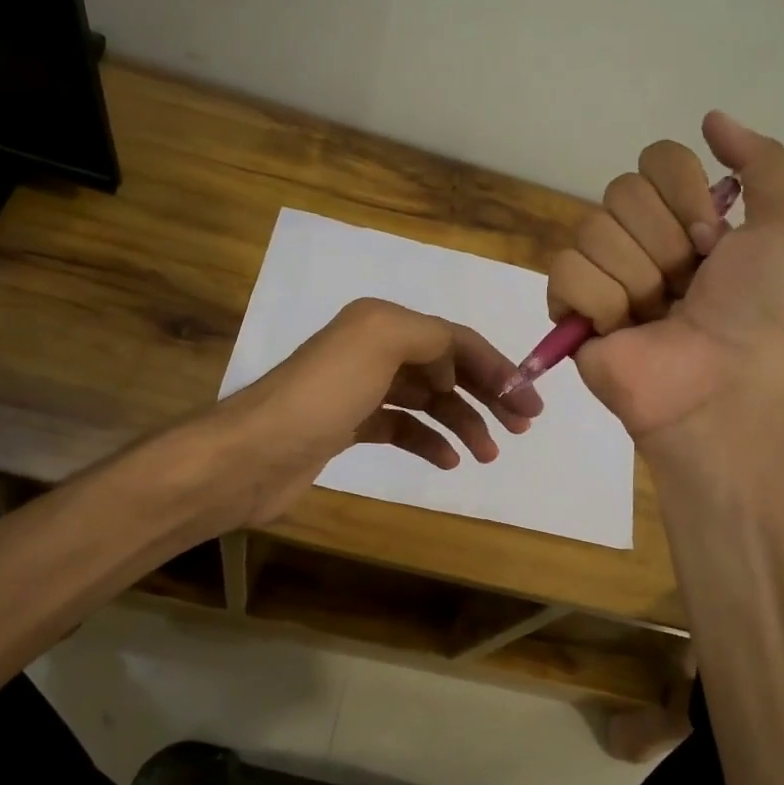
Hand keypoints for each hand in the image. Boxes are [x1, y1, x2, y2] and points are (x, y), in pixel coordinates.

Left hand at [215, 297, 542, 526]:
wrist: (254, 454)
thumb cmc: (323, 396)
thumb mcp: (381, 341)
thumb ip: (431, 337)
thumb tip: (455, 362)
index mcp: (383, 323)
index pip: (455, 339)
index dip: (497, 367)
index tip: (529, 403)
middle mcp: (373, 349)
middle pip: (447, 368)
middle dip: (488, 394)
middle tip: (522, 427)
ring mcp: (360, 390)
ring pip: (429, 401)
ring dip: (464, 422)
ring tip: (489, 453)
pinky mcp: (350, 426)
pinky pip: (404, 428)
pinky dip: (430, 441)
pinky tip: (449, 461)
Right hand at [547, 111, 783, 458]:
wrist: (726, 388)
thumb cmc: (763, 312)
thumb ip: (762, 161)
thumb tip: (711, 117)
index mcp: (687, 220)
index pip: (657, 160)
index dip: (685, 194)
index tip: (712, 240)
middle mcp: (643, 241)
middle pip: (622, 191)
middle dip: (664, 242)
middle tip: (688, 286)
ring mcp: (604, 276)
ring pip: (593, 230)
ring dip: (639, 277)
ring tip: (659, 316)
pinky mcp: (572, 311)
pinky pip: (566, 271)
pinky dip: (601, 301)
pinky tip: (623, 330)